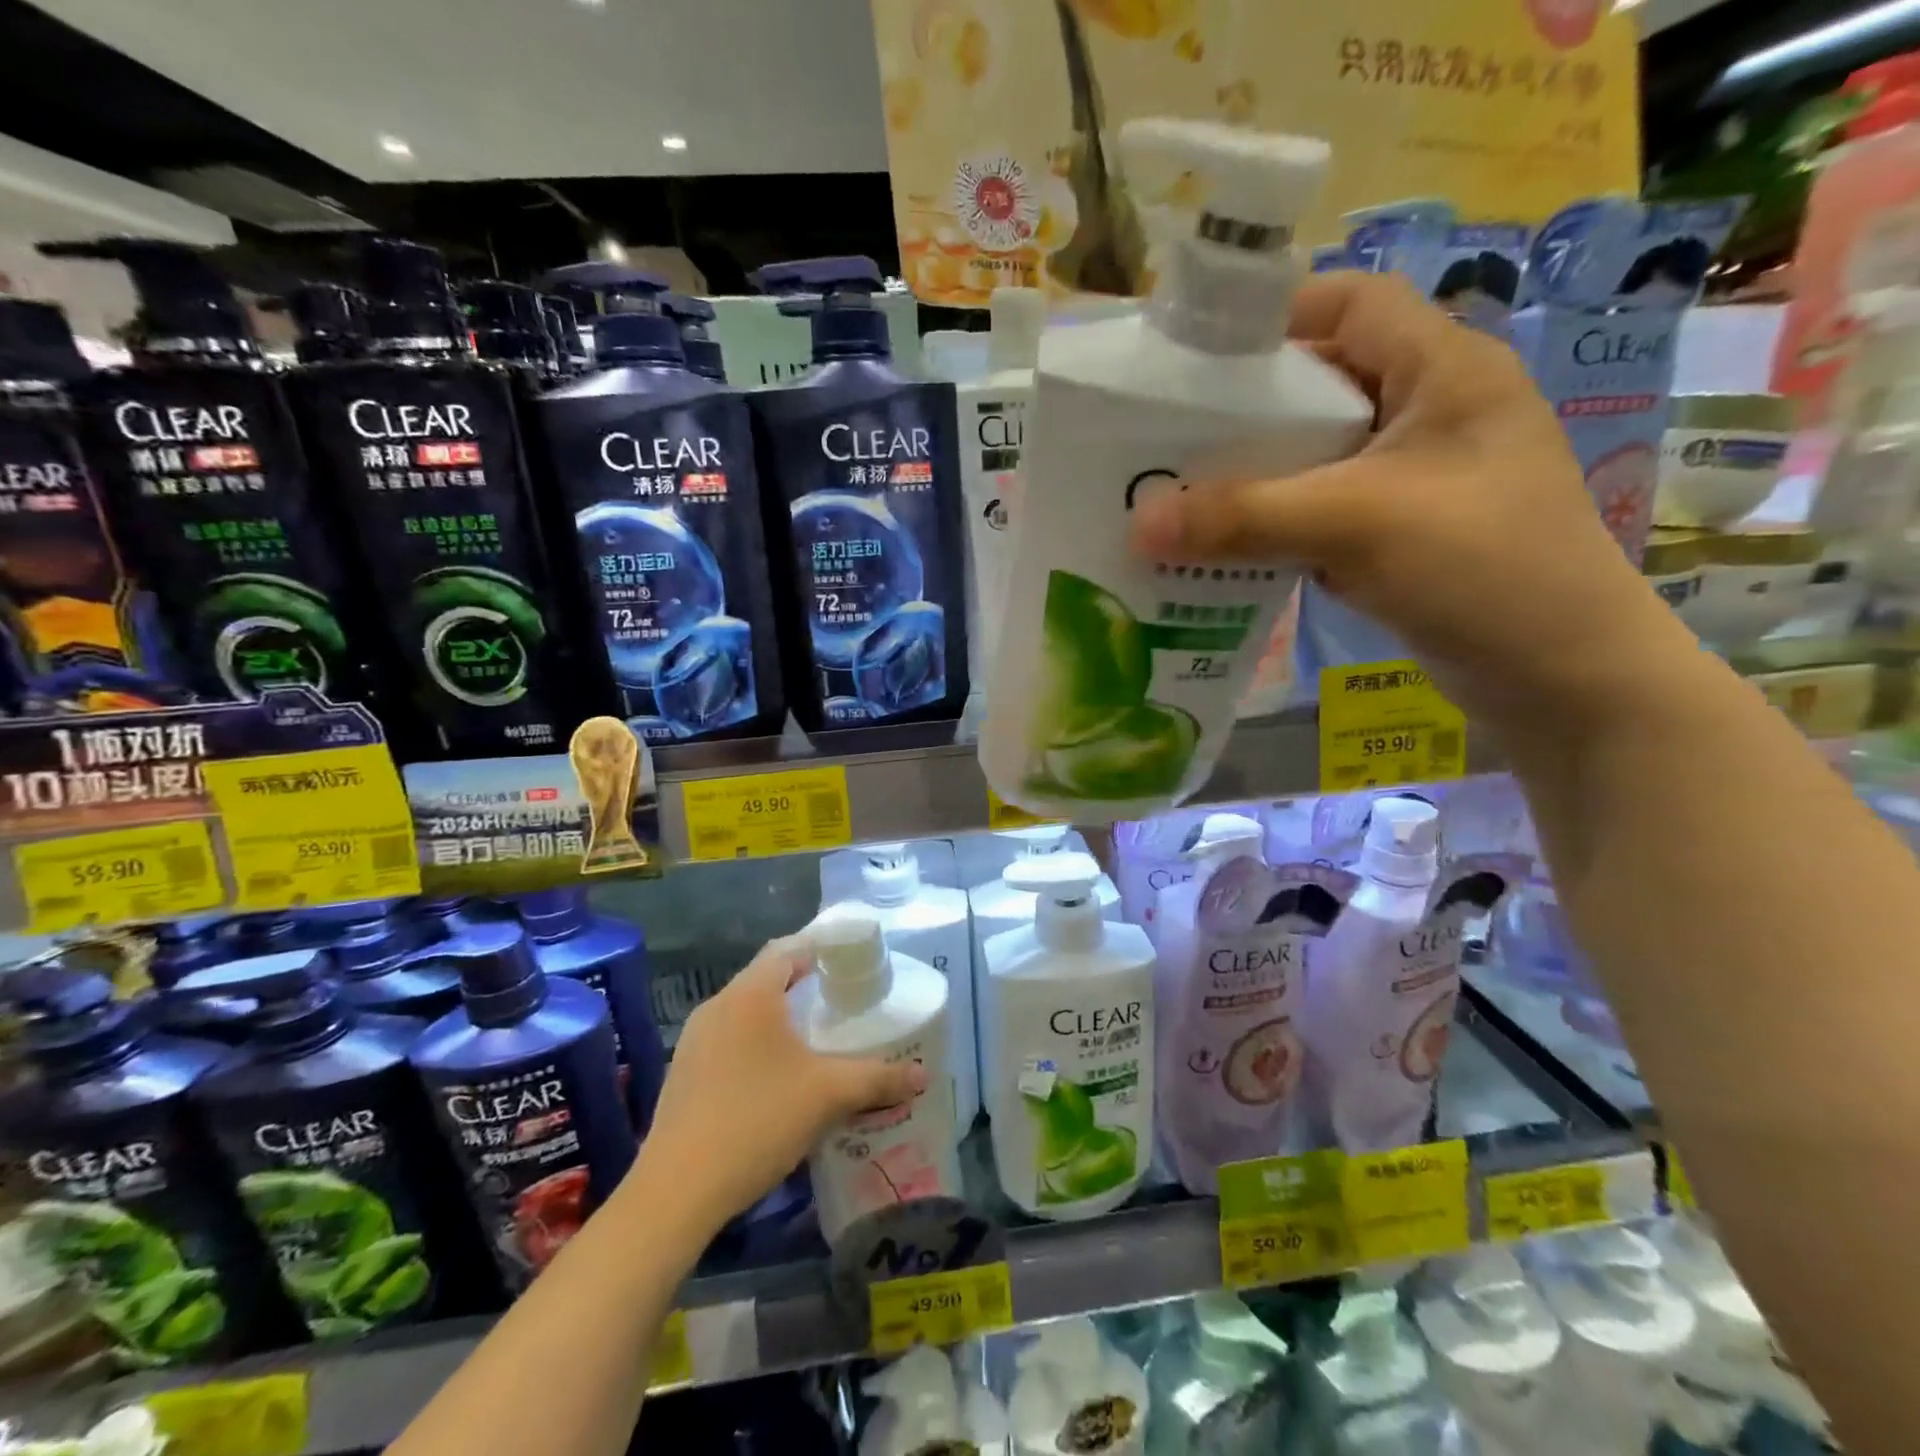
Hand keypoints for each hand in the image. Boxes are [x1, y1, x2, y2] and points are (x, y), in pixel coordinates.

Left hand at [624, 937, 925, 1234]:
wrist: (677, 1191)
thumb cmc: (756, 1121)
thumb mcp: (827, 1096)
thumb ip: (878, 1079)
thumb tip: (922, 1075)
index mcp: (750, 994)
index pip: (789, 948)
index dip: (821, 947)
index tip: (851, 961)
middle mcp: (719, 1005)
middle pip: (767, 976)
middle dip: (804, 983)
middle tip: (842, 1000)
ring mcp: (695, 1039)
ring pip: (746, 1010)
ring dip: (779, 1015)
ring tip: (814, 1038)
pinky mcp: (684, 1072)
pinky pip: (729, 1038)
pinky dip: (757, 1041)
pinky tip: (776, 1076)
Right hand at [1129, 272, 1695, 733]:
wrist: (1561, 675)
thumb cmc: (1481, 567)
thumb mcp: (1355, 525)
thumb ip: (1243, 517)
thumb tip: (1137, 524)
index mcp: (1443, 369)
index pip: (1350, 304)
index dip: (1275, 319)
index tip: (1195, 363)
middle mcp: (1429, 410)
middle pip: (1320, 385)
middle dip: (1243, 414)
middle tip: (1166, 445)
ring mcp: (1415, 477)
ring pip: (1315, 456)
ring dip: (1253, 478)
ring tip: (1181, 500)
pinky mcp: (1399, 532)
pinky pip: (1320, 510)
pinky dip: (1274, 524)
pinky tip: (1225, 548)